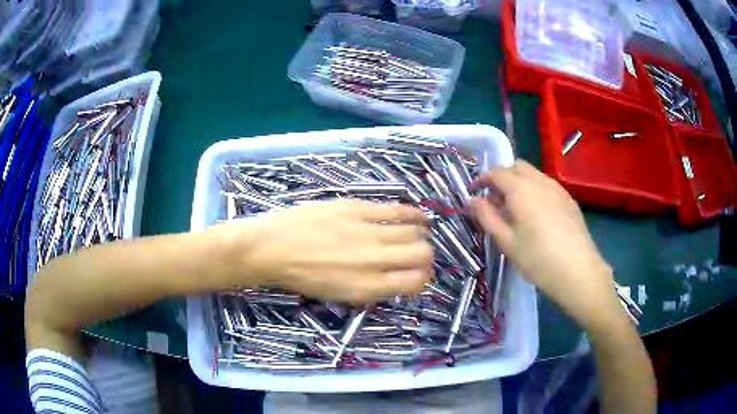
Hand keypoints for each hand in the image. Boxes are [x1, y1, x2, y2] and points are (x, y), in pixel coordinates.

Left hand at [210, 200, 433, 303]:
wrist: (272, 248)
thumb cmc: (302, 277)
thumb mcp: (339, 295)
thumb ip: (372, 289)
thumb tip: (396, 279)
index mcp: (368, 287)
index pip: (415, 282)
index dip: (423, 279)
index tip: (418, 275)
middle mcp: (374, 260)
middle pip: (421, 254)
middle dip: (426, 256)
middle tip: (418, 255)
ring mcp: (367, 231)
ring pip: (414, 231)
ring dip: (422, 235)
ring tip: (420, 234)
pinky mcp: (357, 208)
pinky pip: (396, 210)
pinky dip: (414, 214)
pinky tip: (418, 216)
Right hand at [470, 161, 623, 331]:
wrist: (578, 271)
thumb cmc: (537, 259)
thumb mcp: (506, 242)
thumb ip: (486, 217)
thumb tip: (472, 200)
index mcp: (521, 189)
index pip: (496, 173)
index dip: (482, 180)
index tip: (475, 193)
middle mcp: (539, 181)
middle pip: (516, 166)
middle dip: (502, 177)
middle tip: (495, 200)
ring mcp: (557, 188)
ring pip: (533, 174)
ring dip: (519, 182)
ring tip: (516, 209)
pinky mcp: (569, 199)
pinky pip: (546, 185)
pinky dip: (535, 190)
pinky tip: (537, 214)